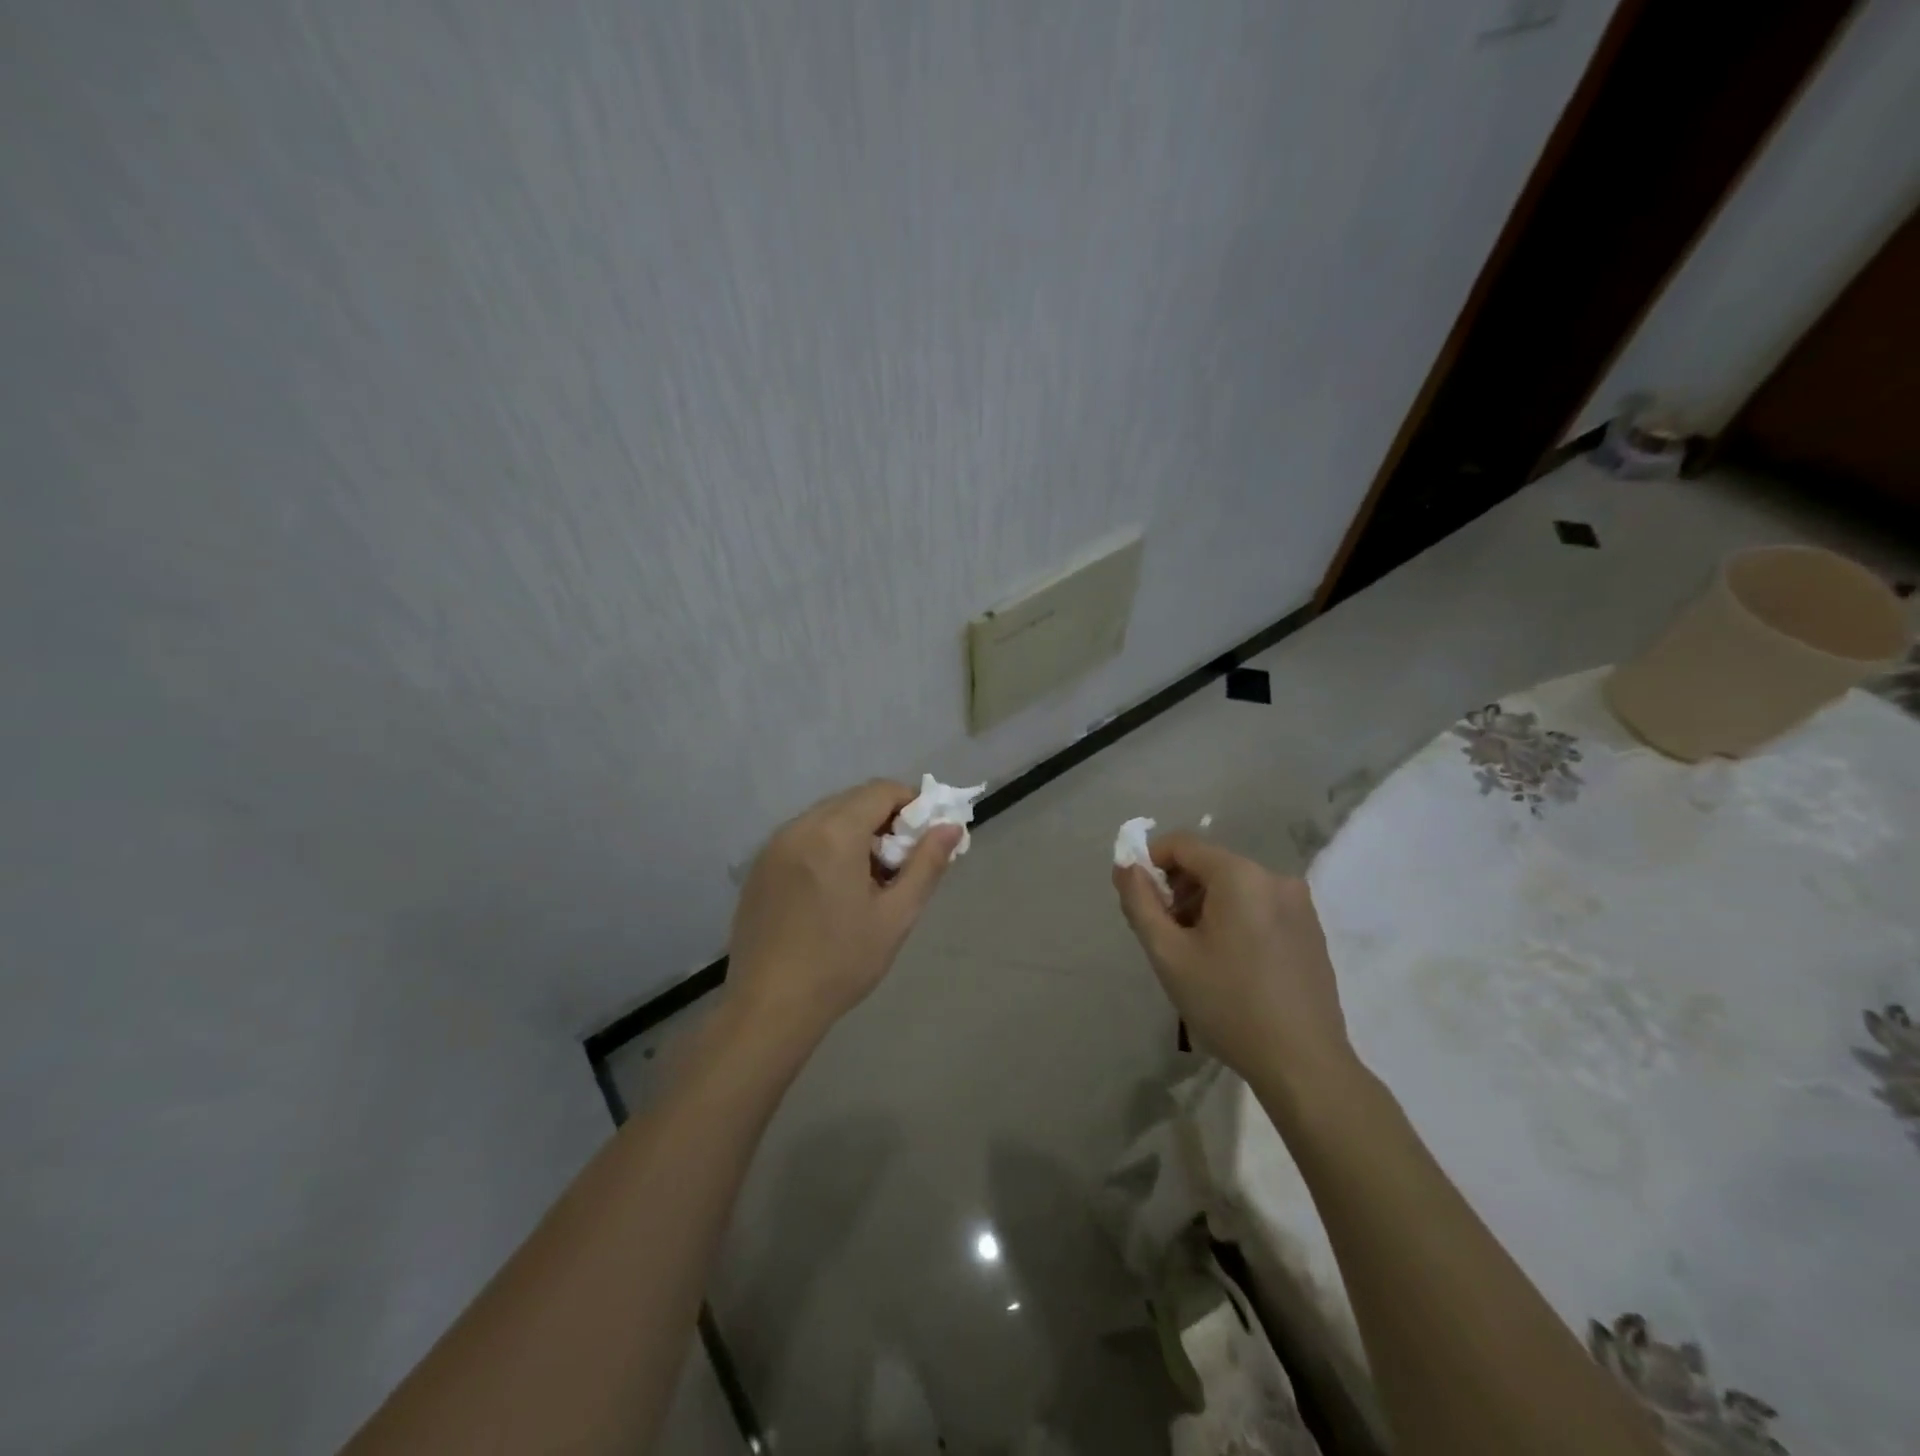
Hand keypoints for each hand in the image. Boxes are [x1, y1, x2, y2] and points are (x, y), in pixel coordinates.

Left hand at [727, 780, 960, 1044]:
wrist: (769, 1006)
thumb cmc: (841, 962)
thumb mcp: (896, 916)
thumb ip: (926, 864)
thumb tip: (951, 827)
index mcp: (835, 833)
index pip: (881, 790)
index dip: (911, 804)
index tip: (924, 839)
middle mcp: (800, 826)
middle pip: (853, 800)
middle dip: (884, 819)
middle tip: (899, 863)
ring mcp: (774, 845)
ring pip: (827, 817)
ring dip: (855, 832)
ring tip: (867, 880)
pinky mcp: (760, 866)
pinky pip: (803, 836)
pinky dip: (827, 845)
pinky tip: (832, 890)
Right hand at [1114, 833, 1354, 1094]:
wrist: (1303, 1065)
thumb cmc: (1228, 1004)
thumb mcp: (1168, 953)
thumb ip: (1139, 901)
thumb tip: (1125, 865)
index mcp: (1240, 875)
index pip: (1182, 844)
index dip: (1150, 862)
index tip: (1137, 898)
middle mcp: (1275, 877)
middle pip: (1210, 864)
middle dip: (1178, 889)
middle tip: (1163, 933)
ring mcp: (1299, 904)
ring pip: (1235, 887)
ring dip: (1204, 906)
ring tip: (1194, 953)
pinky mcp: (1311, 929)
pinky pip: (1259, 906)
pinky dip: (1234, 919)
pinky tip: (1229, 964)